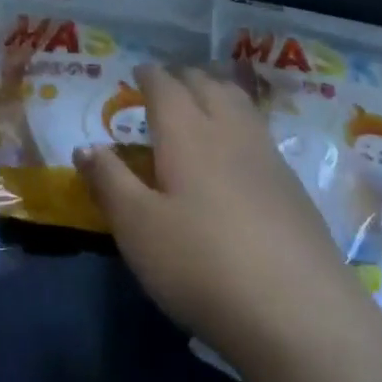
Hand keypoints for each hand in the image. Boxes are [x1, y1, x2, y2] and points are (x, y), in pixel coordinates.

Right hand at [74, 65, 364, 369]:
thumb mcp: (137, 228)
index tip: (139, 71)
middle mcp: (229, 131)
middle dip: (184, 77)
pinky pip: (259, 130)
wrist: (297, 309)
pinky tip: (239, 146)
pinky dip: (241, 119)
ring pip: (240, 103)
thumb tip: (85, 146)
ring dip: (217, 90)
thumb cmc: (200, 264)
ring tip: (205, 97)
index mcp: (187, 133)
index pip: (166, 87)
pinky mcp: (292, 184)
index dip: (150, 76)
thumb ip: (109, 181)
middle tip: (168, 82)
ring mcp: (267, 155)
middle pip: (208, 86)